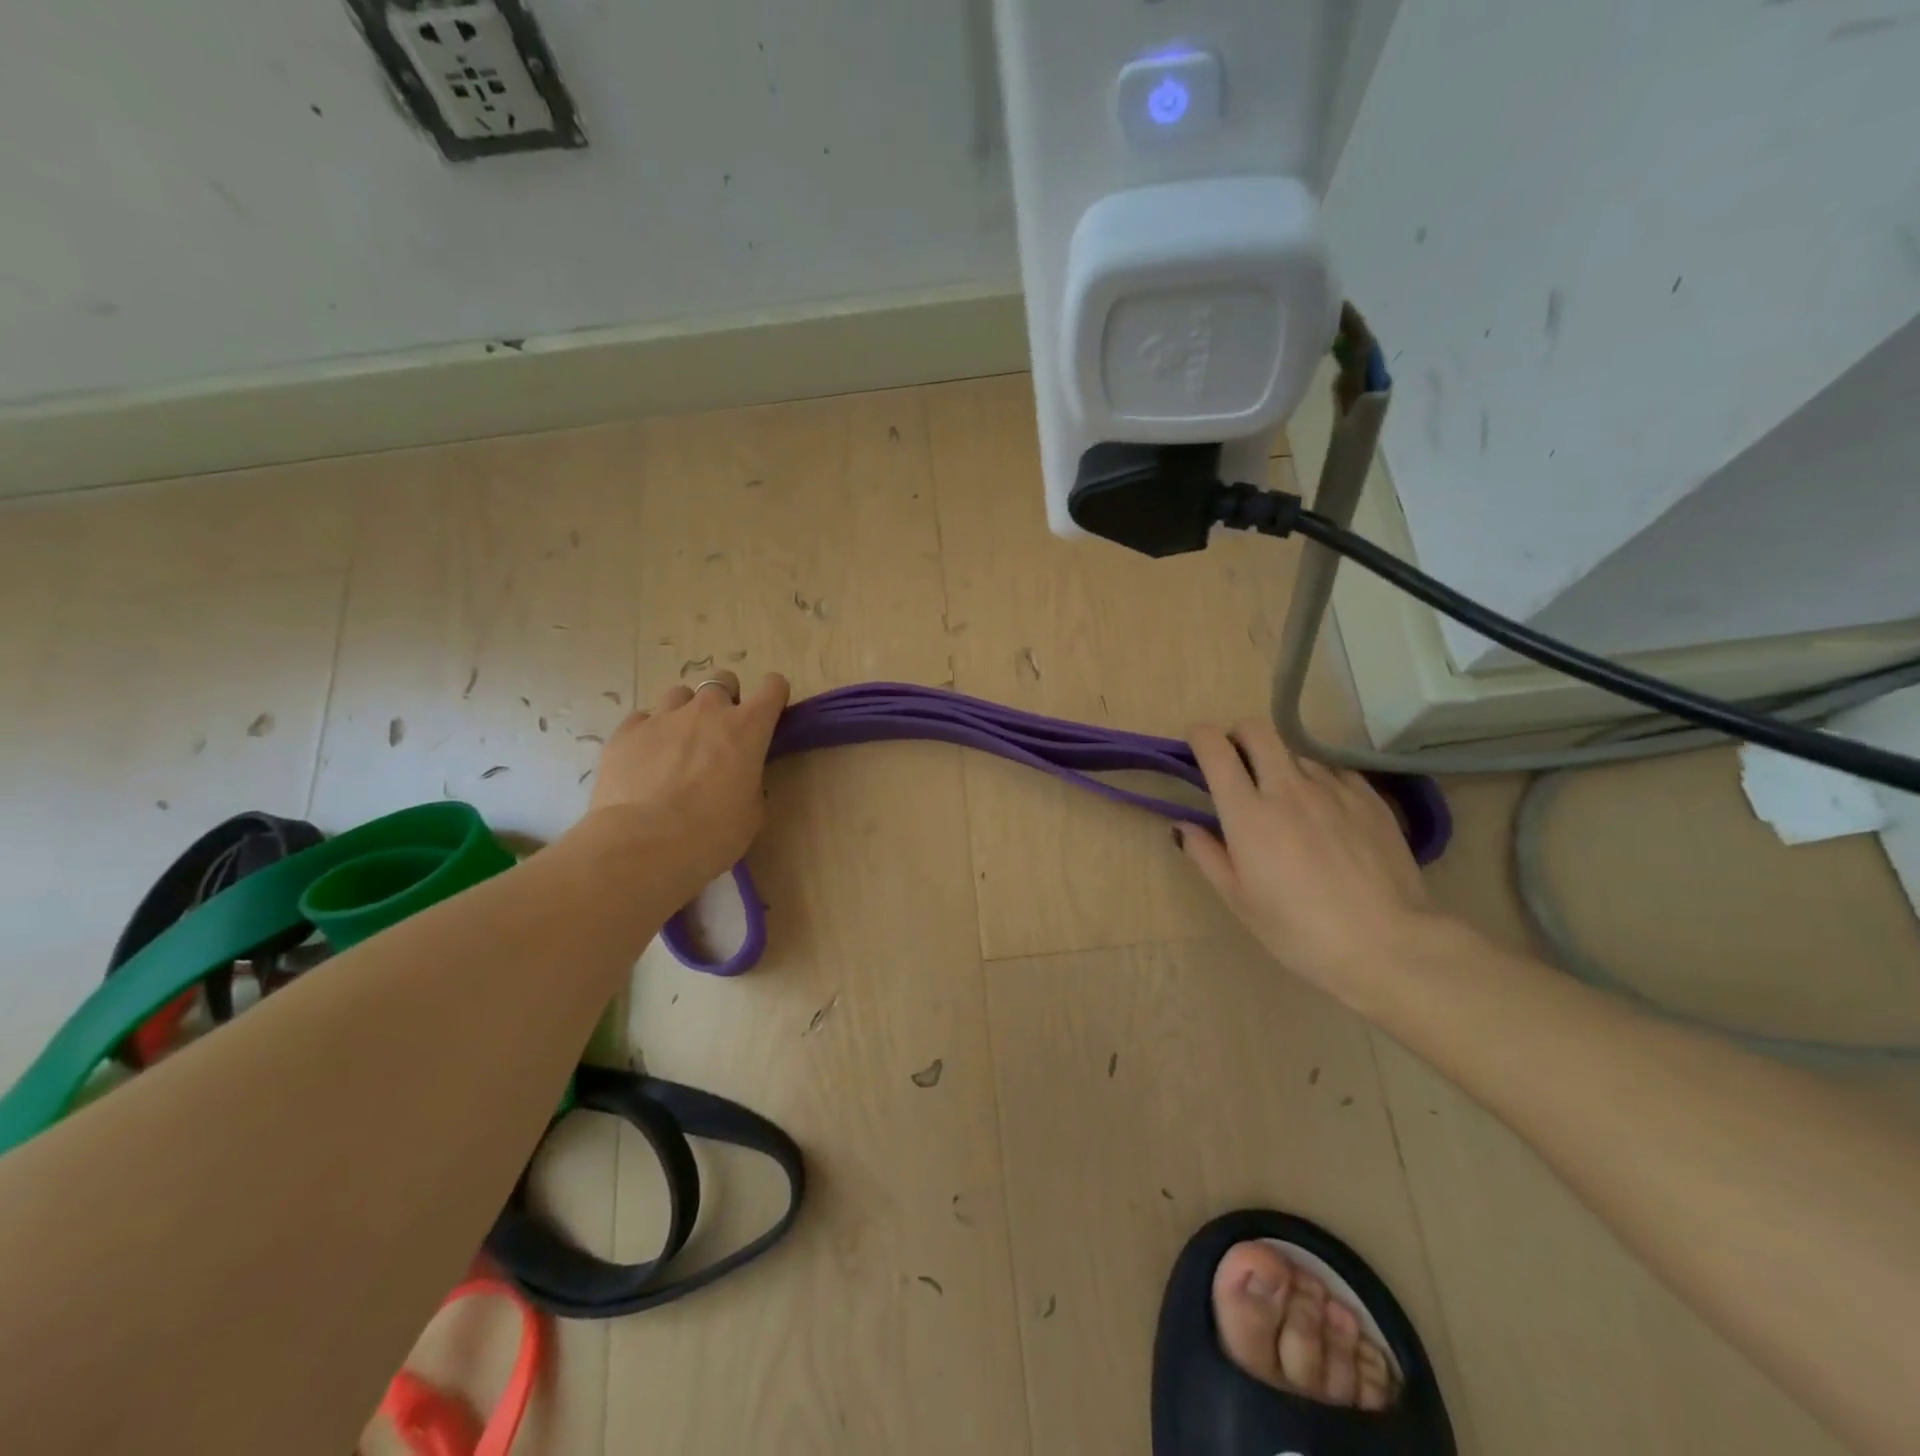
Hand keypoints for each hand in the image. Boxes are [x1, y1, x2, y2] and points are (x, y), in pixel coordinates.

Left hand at [581, 670, 790, 896]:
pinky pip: (643, 718)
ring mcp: (663, 717)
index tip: (769, 714)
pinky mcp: (626, 731)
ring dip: (685, 712)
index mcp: (748, 728)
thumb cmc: (713, 833)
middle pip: (722, 681)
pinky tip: (646, 760)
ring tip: (678, 744)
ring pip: (680, 694)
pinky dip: (649, 732)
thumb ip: (750, 783)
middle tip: (720, 733)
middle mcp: (707, 711)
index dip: (773, 696)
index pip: (773, 687)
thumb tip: (740, 780)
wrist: (644, 844)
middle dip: (725, 700)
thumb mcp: (751, 813)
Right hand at [1177, 717, 1436, 1002]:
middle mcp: (1287, 788)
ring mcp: (1333, 788)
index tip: (1197, 748)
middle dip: (1238, 736)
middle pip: (1256, 730)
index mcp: (1248, 813)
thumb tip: (1183, 826)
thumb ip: (1206, 855)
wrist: (1388, 944)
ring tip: (1286, 797)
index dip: (1200, 738)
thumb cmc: (1299, 931)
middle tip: (1237, 765)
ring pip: (1295, 750)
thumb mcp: (1240, 900)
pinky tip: (1325, 810)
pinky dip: (1318, 778)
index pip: (1215, 748)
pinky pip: (1333, 769)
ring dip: (1280, 762)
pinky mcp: (1369, 796)